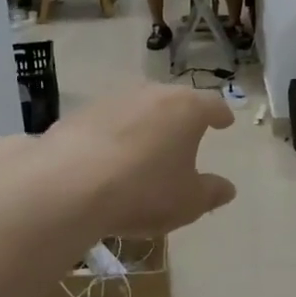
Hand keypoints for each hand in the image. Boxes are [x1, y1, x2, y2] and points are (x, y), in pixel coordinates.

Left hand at [32, 85, 236, 236]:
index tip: (225, 122)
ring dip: (145, 124)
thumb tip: (227, 188)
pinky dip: (114, 135)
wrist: (68, 185)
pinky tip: (109, 158)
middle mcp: (151, 94)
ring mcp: (112, 100)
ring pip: (138, 108)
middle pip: (173, 100)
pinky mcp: (79, 114)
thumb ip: (211, 193)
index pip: (211, 104)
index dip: (220, 114)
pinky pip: (107, 122)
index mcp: (186, 109)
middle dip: (181, 117)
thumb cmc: (144, 191)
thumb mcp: (188, 202)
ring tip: (146, 149)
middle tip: (186, 135)